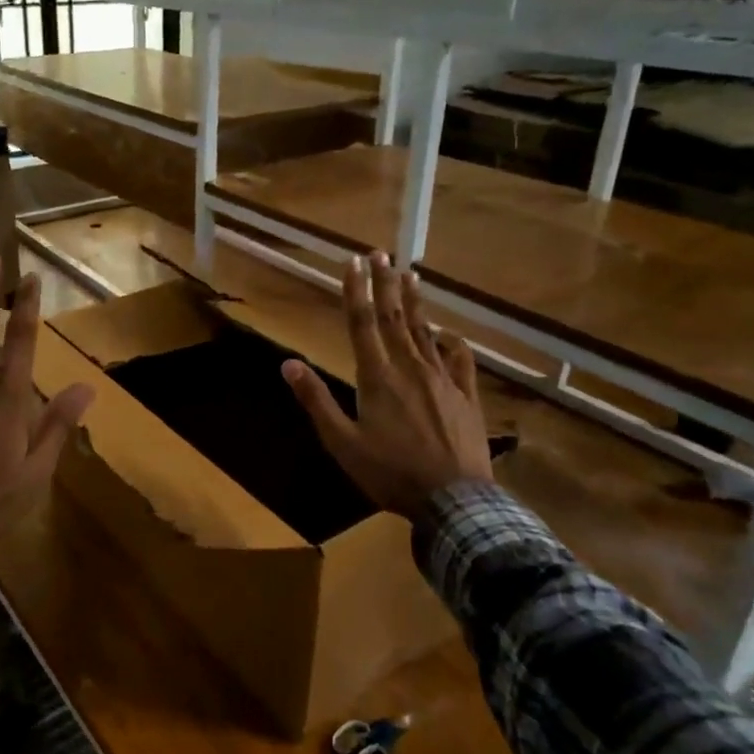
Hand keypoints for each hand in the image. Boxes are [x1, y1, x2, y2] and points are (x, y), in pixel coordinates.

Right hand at [282, 251, 493, 515]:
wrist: (455, 500)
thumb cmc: (391, 473)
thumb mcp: (343, 443)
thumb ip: (317, 401)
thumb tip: (288, 364)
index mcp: (377, 377)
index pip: (362, 323)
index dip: (355, 290)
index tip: (352, 261)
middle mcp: (410, 368)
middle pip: (393, 318)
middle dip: (384, 283)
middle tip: (380, 253)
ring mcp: (442, 380)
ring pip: (425, 332)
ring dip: (414, 302)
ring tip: (409, 275)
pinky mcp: (466, 396)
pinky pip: (460, 361)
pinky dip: (453, 343)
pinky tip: (450, 333)